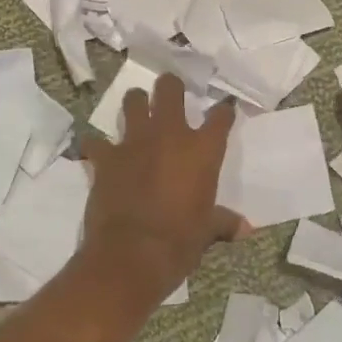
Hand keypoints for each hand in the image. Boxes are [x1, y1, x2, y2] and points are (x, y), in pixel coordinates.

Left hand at [80, 74, 248, 298]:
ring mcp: (134, 142)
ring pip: (133, 101)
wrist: (132, 254)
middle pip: (169, 89)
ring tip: (137, 110)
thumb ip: (223, 222)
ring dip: (135, 103)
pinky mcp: (106, 157)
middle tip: (171, 94)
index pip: (220, 117)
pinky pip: (96, 142)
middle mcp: (169, 135)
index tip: (224, 109)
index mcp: (201, 150)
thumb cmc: (180, 241)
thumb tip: (245, 230)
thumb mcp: (207, 232)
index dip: (223, 111)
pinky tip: (97, 151)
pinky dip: (96, 145)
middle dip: (170, 86)